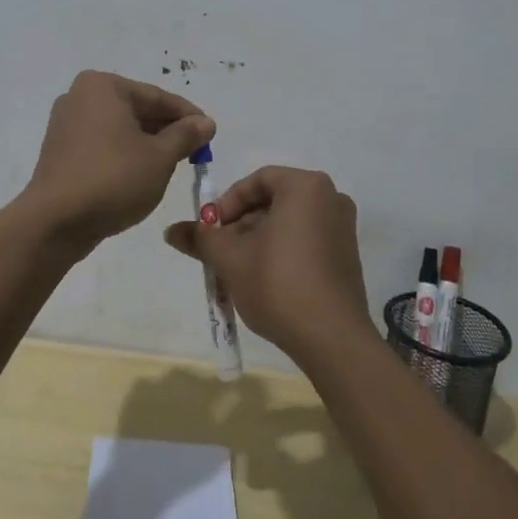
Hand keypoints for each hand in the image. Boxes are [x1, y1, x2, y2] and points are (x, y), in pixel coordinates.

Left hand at [21, 71, 215, 245]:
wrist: (54, 222)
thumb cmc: (113, 179)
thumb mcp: (160, 157)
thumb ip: (185, 135)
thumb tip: (206, 123)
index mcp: (103, 86)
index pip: (157, 97)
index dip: (188, 115)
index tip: (210, 132)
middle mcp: (80, 96)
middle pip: (136, 109)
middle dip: (166, 130)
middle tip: (194, 151)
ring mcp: (66, 124)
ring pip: (119, 128)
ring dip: (146, 143)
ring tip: (172, 165)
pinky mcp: (60, 151)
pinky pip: (102, 144)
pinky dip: (123, 154)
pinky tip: (141, 174)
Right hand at [163, 166, 370, 365]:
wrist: (331, 338)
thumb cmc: (278, 283)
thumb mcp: (230, 258)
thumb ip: (201, 238)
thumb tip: (171, 231)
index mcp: (306, 187)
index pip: (258, 180)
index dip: (228, 202)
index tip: (211, 229)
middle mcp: (331, 198)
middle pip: (274, 201)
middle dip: (241, 224)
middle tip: (219, 251)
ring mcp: (343, 228)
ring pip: (288, 223)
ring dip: (257, 240)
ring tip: (235, 269)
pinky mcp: (347, 256)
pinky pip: (306, 240)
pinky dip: (281, 251)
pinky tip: (262, 280)